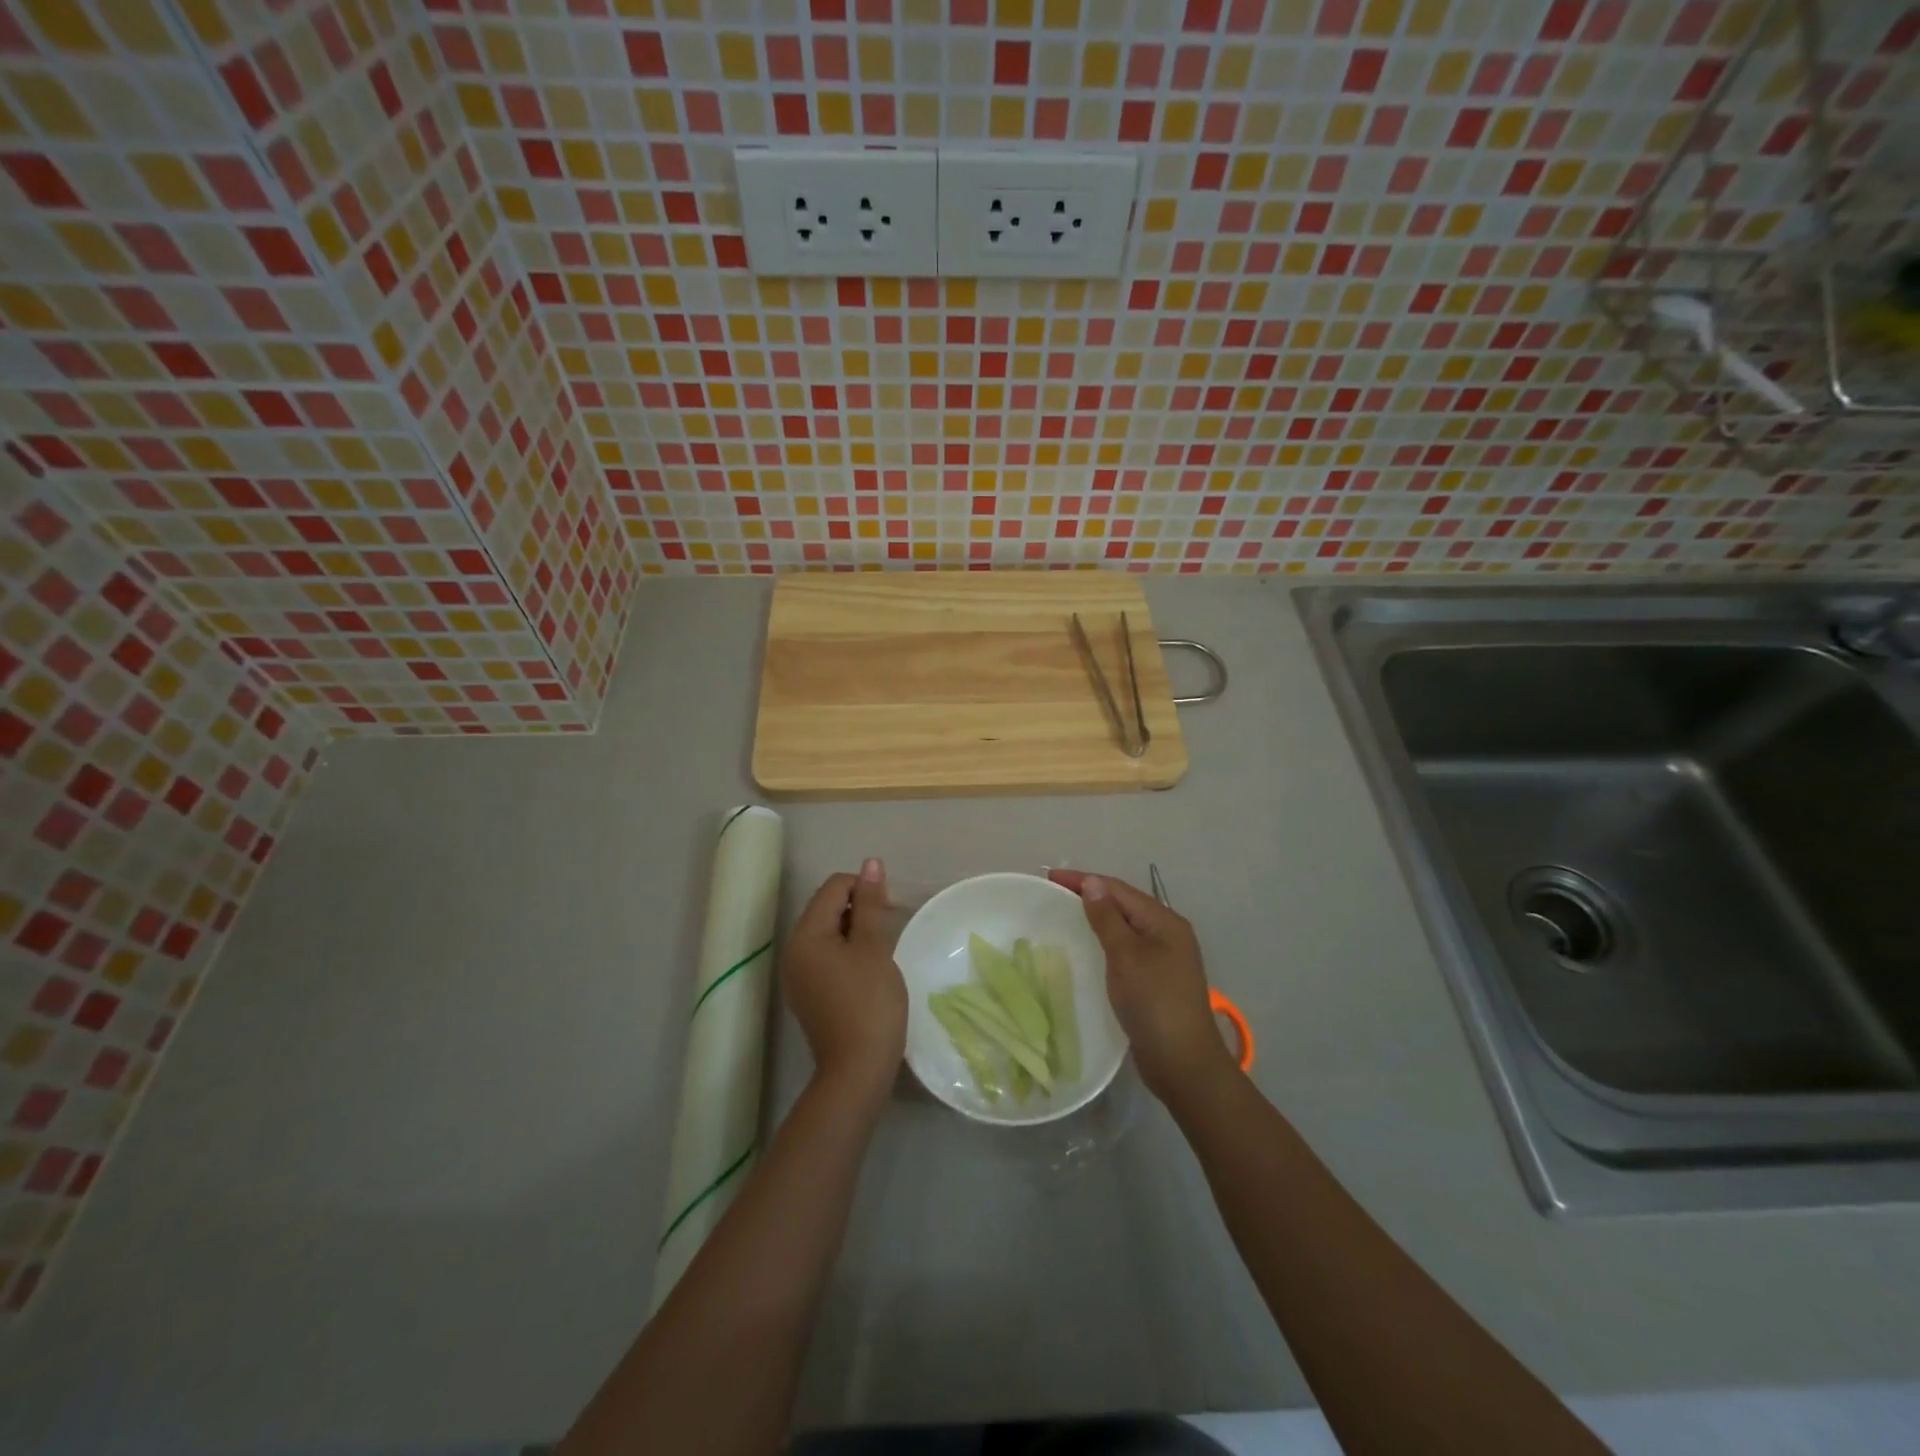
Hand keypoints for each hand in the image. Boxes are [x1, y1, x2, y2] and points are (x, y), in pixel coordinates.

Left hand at [783, 859, 906, 1101]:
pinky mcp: (807, 994)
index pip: (833, 887)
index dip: (864, 887)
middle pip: (826, 908)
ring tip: (882, 949)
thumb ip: (871, 903)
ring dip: (855, 931)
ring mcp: (797, 975)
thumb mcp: (874, 947)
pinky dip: (847, 952)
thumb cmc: (869, 1003)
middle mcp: (793, 950)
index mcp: (805, 935)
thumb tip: (871, 863)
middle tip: (890, 927)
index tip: (891, 909)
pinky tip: (868, 970)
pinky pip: (825, 957)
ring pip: (827, 933)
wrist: (856, 1071)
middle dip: (859, 908)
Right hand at [1050, 870, 1235, 1101]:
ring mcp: (1165, 958)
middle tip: (1054, 893)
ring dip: (1098, 918)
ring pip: (1125, 927)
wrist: (1183, 1063)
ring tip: (1066, 915)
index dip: (1085, 881)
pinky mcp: (1156, 980)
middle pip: (1124, 905)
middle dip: (1091, 895)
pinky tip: (1088, 948)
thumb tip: (1093, 883)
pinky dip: (1105, 941)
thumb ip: (1107, 918)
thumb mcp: (1126, 956)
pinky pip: (1126, 949)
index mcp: (1165, 922)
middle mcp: (1168, 934)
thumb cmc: (1154, 1003)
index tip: (1050, 877)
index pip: (1119, 890)